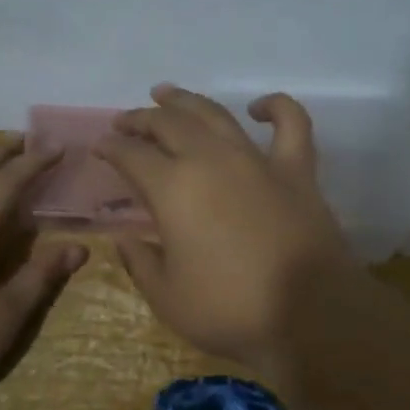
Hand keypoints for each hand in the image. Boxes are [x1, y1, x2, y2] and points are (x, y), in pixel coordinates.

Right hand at [96, 85, 357, 374]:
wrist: (310, 316)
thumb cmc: (229, 310)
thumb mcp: (166, 297)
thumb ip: (140, 262)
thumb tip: (125, 239)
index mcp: (173, 189)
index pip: (131, 155)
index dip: (111, 147)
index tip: (100, 146)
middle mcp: (211, 160)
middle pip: (169, 124)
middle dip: (141, 119)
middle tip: (125, 121)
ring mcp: (257, 160)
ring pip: (215, 114)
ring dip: (186, 101)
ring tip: (166, 94)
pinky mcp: (297, 171)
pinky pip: (291, 124)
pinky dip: (276, 107)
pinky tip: (260, 107)